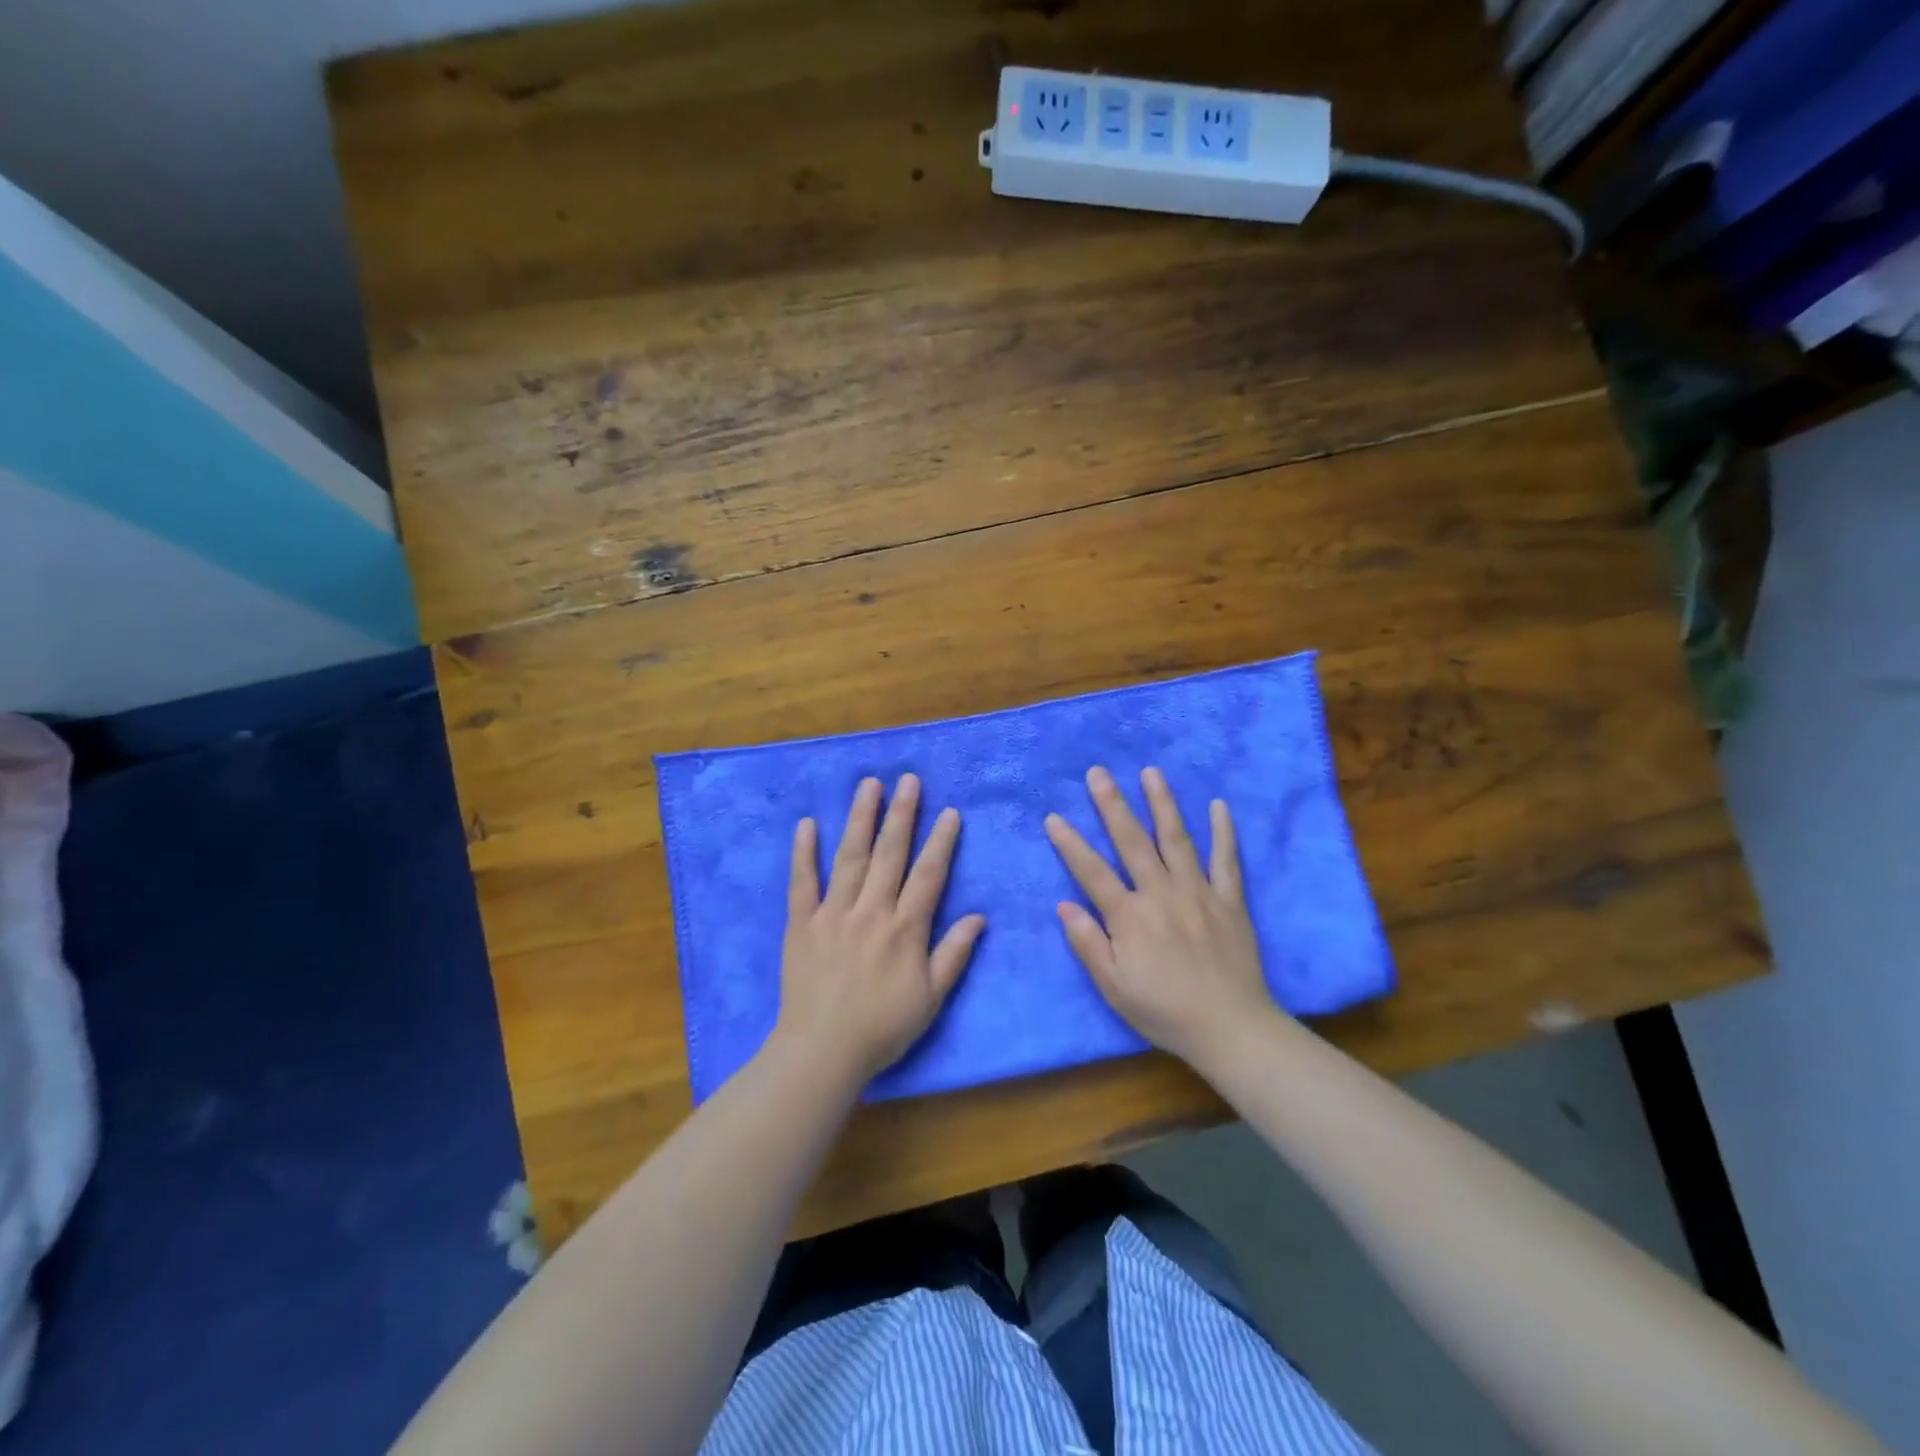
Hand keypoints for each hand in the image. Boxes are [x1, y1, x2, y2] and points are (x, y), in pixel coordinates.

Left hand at [774, 774, 985, 1085]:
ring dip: (860, 818)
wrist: (822, 1052)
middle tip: (909, 779)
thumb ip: (954, 954)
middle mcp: (871, 911)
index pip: (928, 875)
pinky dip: (804, 853)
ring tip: (868, 784)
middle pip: (889, 854)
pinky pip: (802, 882)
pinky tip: (807, 824)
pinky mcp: (801, 924)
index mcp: (904, 929)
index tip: (948, 810)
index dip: (940, 841)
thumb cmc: (882, 1028)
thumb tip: (979, 916)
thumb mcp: (931, 998)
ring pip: (849, 857)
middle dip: (902, 814)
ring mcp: (833, 914)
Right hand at [1045, 765, 1275, 1069]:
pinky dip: (1223, 832)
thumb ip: (1088, 945)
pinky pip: (1227, 860)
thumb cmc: (1165, 1012)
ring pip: (1177, 839)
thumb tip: (1064, 905)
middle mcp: (1162, 894)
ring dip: (1162, 804)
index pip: (1091, 872)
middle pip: (1132, 842)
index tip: (1053, 816)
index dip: (1070, 844)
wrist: (1231, 1029)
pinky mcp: (1230, 901)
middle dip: (1112, 805)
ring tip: (1151, 772)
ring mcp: (1199, 893)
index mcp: (1130, 917)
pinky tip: (1218, 806)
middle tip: (1099, 773)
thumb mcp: (1115, 988)